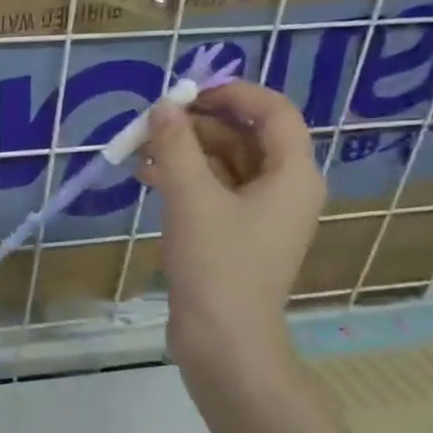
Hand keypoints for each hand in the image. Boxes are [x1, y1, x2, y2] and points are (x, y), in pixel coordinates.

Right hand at [139, 81, 323, 390]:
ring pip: (225, 165)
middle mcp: (284, 189)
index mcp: (293, 174)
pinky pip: (214, 192)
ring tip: (140, 150)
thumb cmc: (217, 264)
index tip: (188, 92)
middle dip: (198, 125)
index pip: (273, 112)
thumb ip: (176, 145)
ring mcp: (260, 215)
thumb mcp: (192, 198)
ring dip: (185, 152)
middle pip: (245, 137)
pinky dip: (185, 180)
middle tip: (152, 123)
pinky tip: (147, 177)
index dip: (233, 93)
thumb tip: (164, 106)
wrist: (223, 340)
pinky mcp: (237, 236)